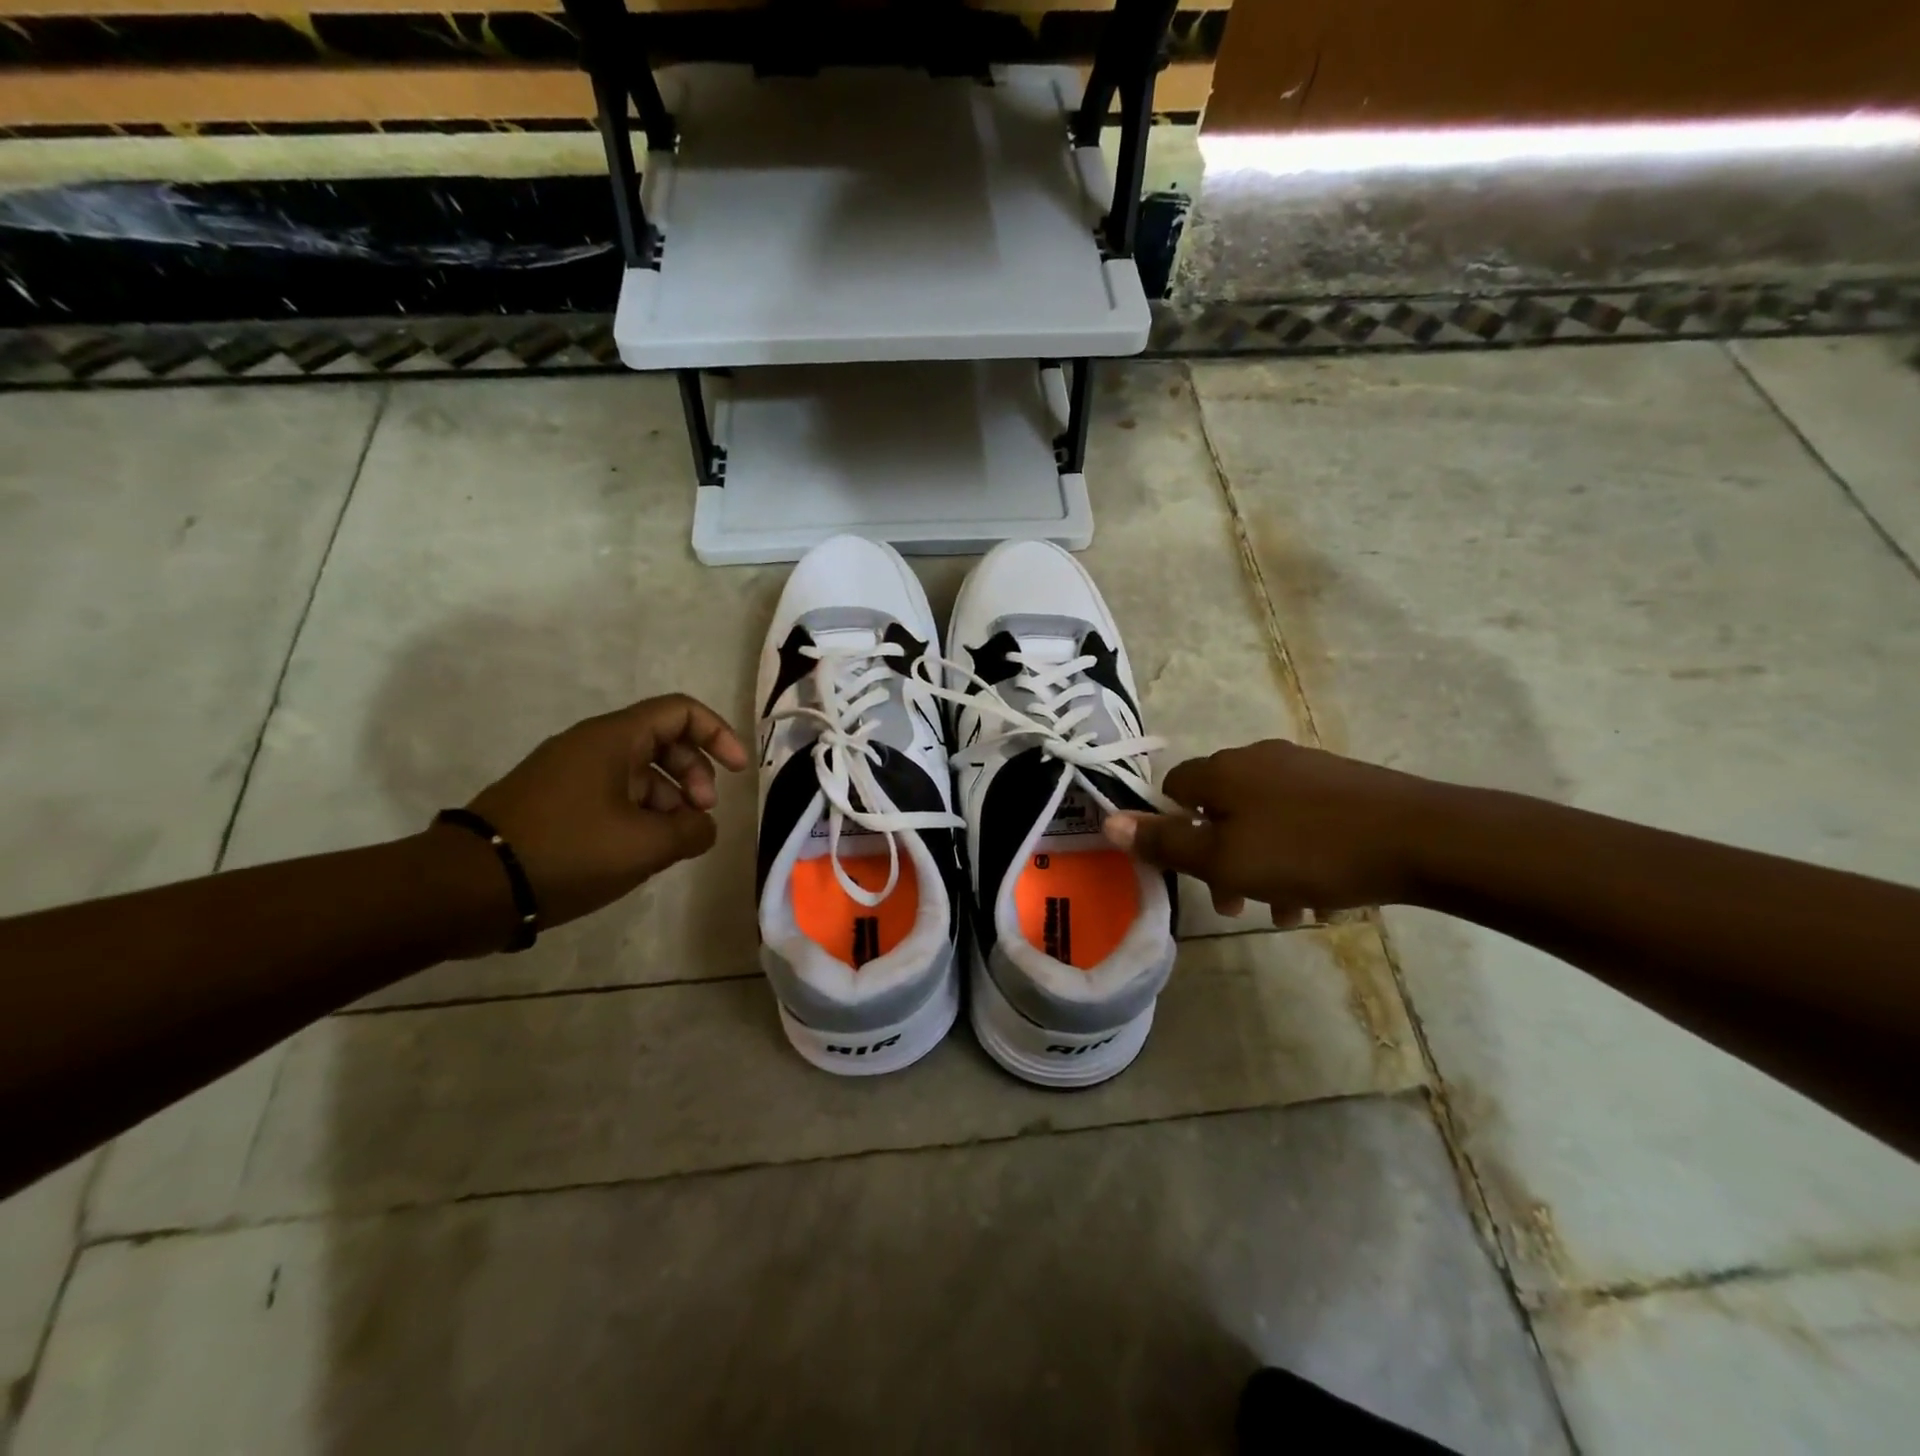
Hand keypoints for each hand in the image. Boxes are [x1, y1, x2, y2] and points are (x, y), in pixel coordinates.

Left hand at [456, 694, 747, 935]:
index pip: (681, 711)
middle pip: (663, 741)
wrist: (470, 886)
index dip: (718, 734)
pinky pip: (612, 793)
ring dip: (668, 799)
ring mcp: (569, 773)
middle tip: (701, 815)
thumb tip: (702, 826)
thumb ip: (692, 831)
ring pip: (638, 771)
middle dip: (694, 774)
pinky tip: (640, 850)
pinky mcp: (554, 801)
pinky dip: (639, 813)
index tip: (737, 772)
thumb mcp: (645, 846)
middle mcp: (591, 745)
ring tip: (672, 842)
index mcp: (613, 739)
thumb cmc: (567, 852)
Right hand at [1102, 740, 1441, 924]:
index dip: (1170, 830)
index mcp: (1223, 771)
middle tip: (1233, 904)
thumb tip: (1108, 821)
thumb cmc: (1308, 852)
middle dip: (1219, 859)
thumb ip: (1164, 843)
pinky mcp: (1344, 786)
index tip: (1189, 871)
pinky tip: (1320, 895)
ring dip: (1261, 865)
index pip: (1173, 789)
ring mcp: (1305, 769)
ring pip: (1263, 821)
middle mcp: (1259, 759)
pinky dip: (1298, 856)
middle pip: (1219, 809)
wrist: (1422, 839)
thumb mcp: (1224, 859)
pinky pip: (1302, 822)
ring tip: (1285, 910)